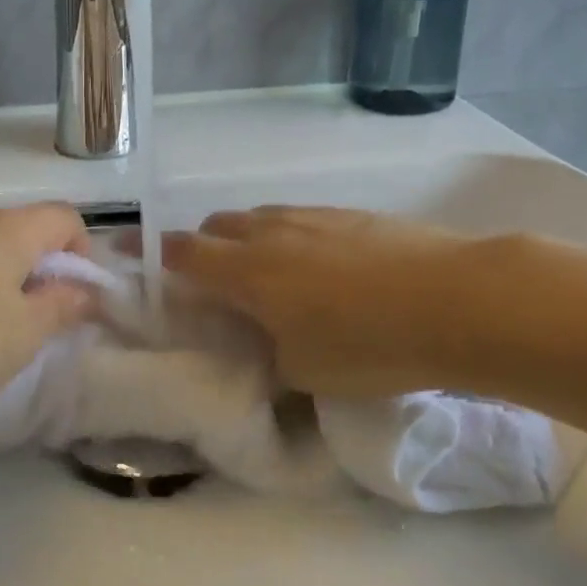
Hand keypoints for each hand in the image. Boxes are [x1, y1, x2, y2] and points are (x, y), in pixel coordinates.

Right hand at [166, 206, 474, 398]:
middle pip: (216, 226)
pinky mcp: (351, 214)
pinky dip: (288, 238)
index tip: (126, 251)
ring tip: (264, 274)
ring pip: (259, 219)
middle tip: (209, 281)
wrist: (460, 299)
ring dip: (246, 239)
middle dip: (202, 248)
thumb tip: (259, 346)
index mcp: (245, 270)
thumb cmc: (370, 345)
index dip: (149, 252)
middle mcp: (269, 232)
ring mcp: (312, 216)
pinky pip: (299, 220)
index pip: (181, 252)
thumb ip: (267, 355)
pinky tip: (318, 267)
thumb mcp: (305, 371)